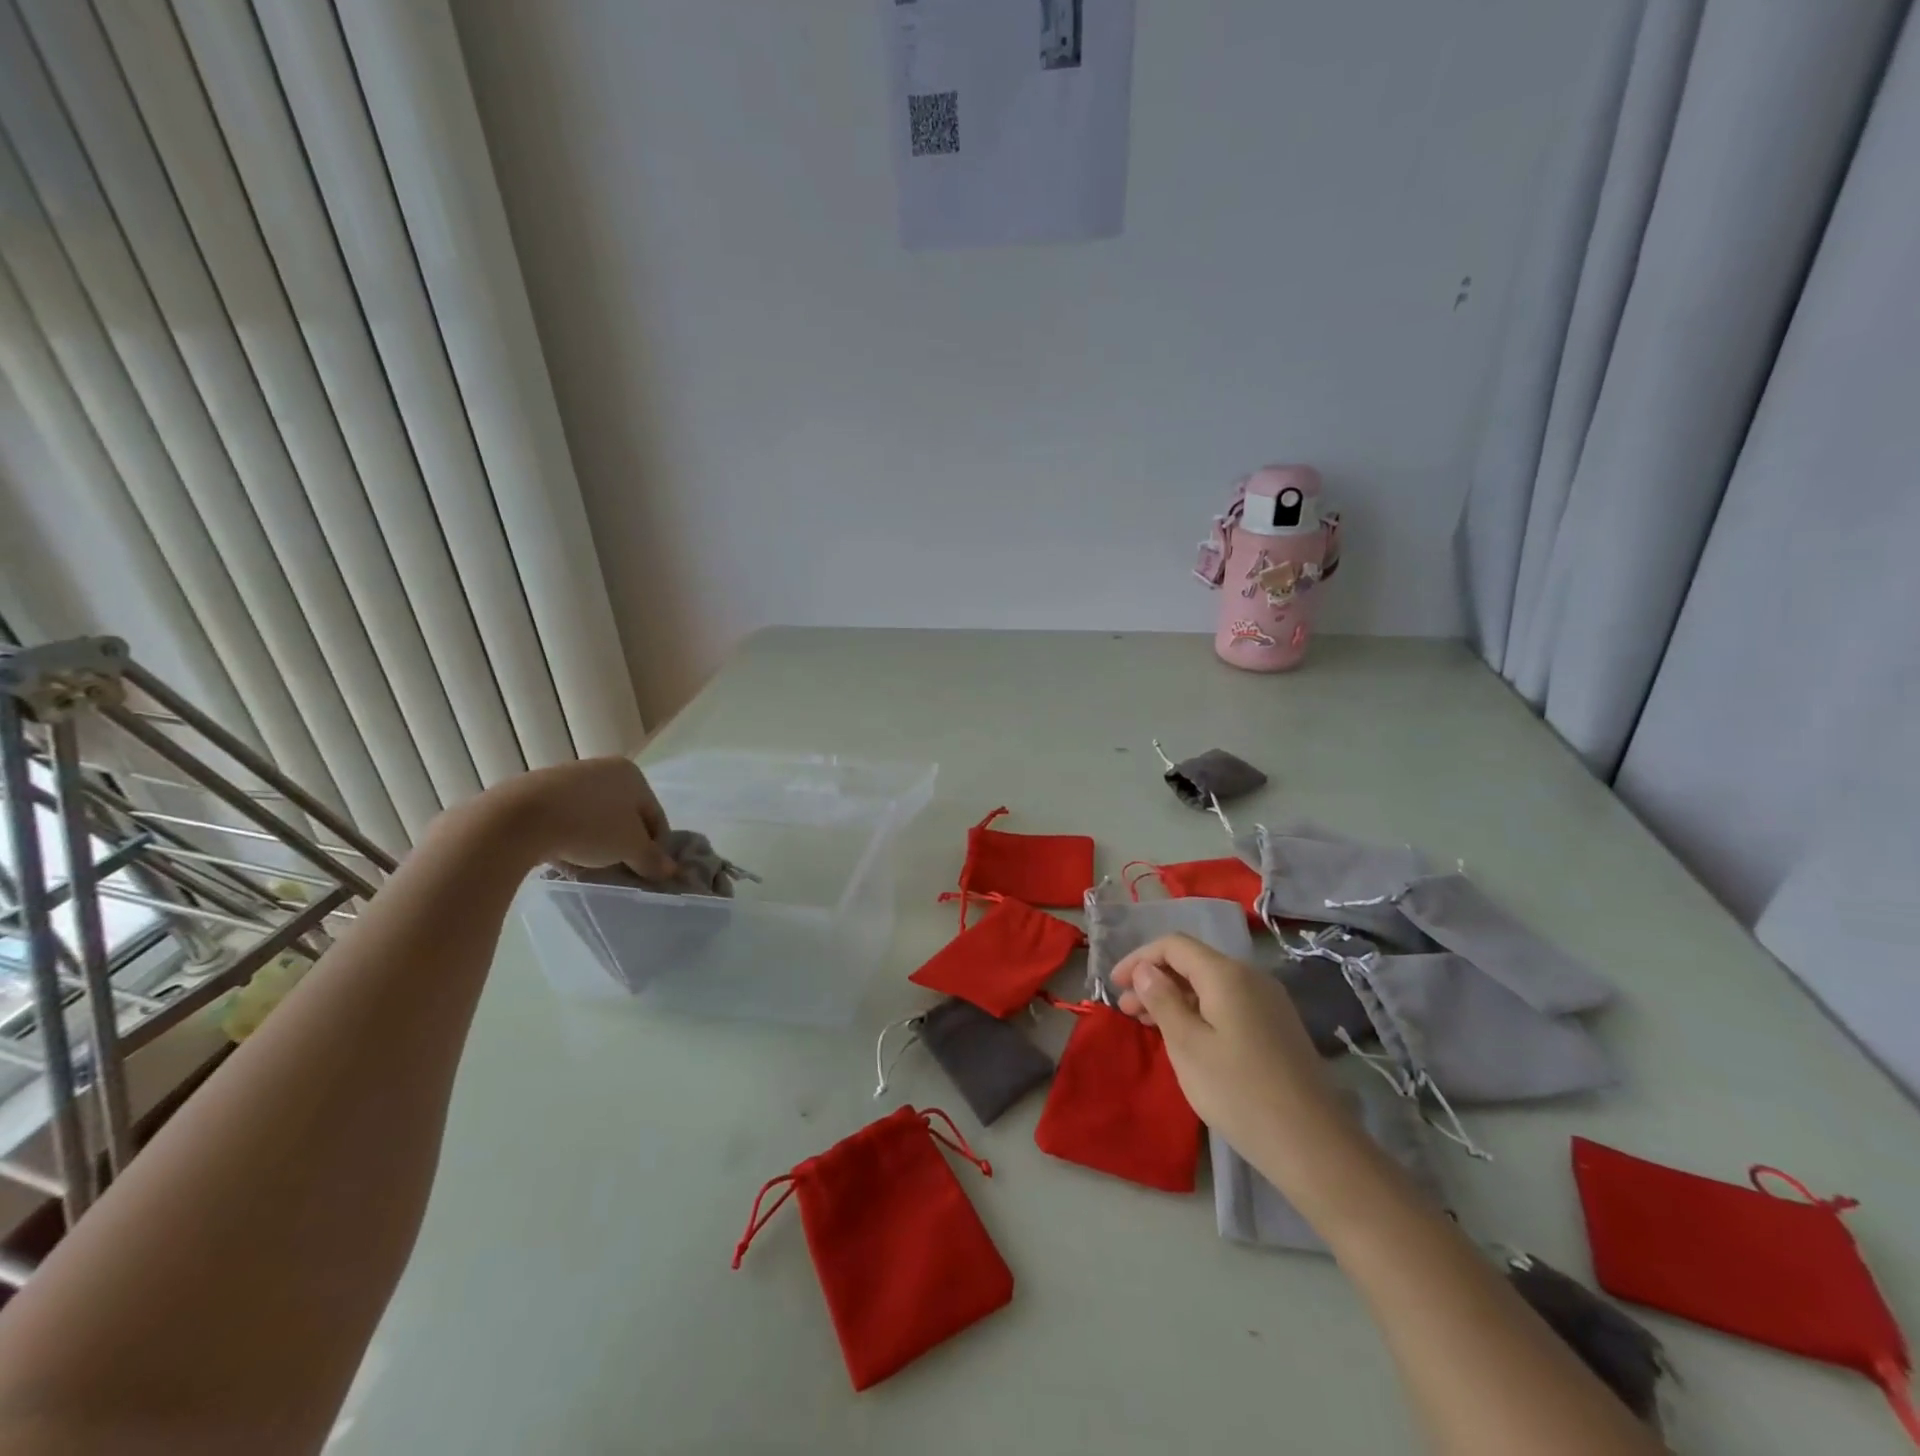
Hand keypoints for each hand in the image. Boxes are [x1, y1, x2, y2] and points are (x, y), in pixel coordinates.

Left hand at [477, 757, 674, 879]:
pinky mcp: (537, 791)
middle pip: (625, 814)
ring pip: (595, 816)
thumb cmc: (589, 826)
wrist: (518, 818)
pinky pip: (566, 818)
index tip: (647, 871)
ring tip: (590, 867)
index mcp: (632, 775)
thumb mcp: (630, 848)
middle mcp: (604, 768)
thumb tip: (670, 871)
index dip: (656, 846)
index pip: (655, 815)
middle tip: (620, 870)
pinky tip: (564, 855)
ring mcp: (569, 777)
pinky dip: (571, 836)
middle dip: (625, 843)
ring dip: (598, 842)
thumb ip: (653, 859)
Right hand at [1112, 934, 1344, 1162]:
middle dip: (1155, 980)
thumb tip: (1145, 970)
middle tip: (1126, 1011)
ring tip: (1149, 1025)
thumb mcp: (1187, 1046)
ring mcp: (1269, 1002)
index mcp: (1227, 974)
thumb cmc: (1239, 1092)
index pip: (1174, 945)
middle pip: (1193, 963)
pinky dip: (1199, 1011)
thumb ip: (1162, 1000)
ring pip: (1210, 985)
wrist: (1314, 1145)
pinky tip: (1186, 1038)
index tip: (1114, 985)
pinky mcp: (1277, 1026)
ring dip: (1175, 997)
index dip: (1139, 959)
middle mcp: (1251, 977)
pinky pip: (1228, 1003)